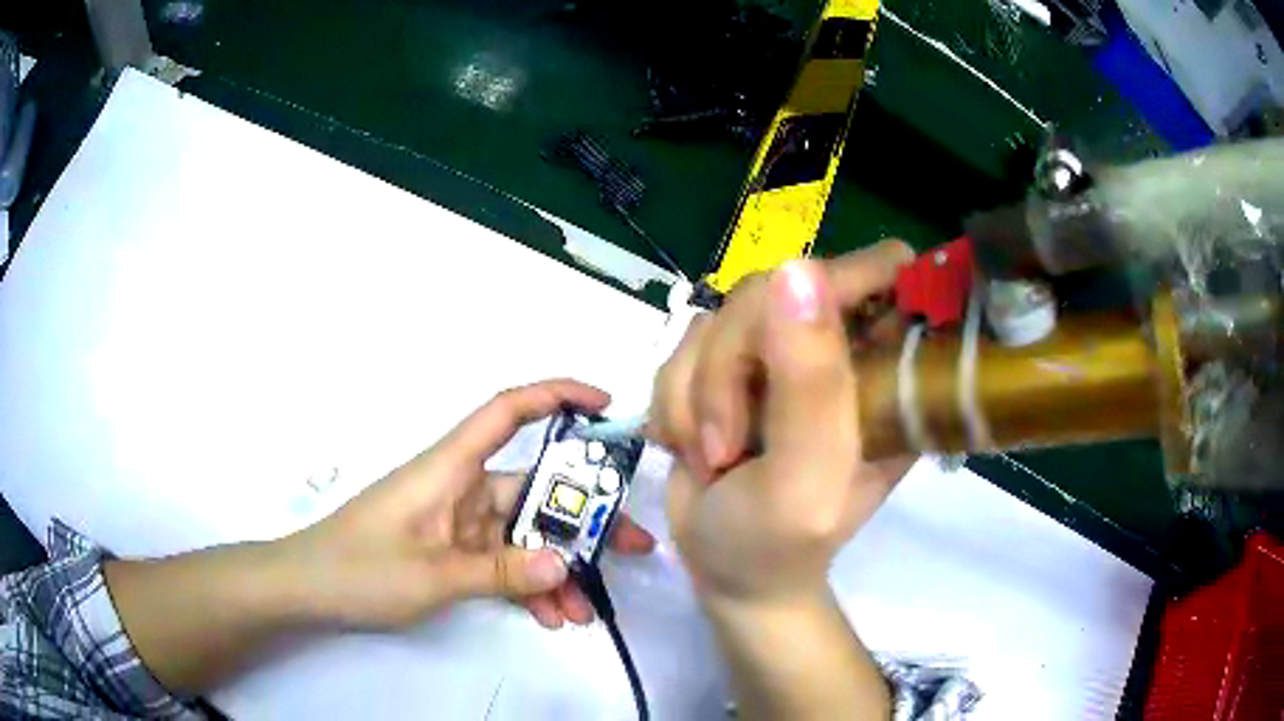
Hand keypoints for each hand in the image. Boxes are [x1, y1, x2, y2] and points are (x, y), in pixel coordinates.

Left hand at [278, 379, 655, 629]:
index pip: (507, 412)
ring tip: (584, 609)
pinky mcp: (452, 553)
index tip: (608, 406)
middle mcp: (461, 489)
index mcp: (450, 469)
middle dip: (583, 520)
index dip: (558, 396)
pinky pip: (502, 563)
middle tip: (633, 547)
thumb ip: (500, 572)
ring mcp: (458, 524)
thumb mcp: (432, 575)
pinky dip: (526, 586)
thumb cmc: (358, 567)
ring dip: (555, 569)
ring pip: (522, 536)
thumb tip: (566, 564)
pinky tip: (549, 616)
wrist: (306, 590)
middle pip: (533, 490)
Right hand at [652, 242, 915, 606]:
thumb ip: (811, 382)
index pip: (880, 274)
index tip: (794, 339)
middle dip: (728, 369)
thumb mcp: (806, 477)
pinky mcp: (728, 366)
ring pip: (715, 320)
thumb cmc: (780, 543)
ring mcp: (776, 355)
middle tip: (726, 444)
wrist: (726, 572)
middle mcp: (834, 349)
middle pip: (769, 290)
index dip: (844, 280)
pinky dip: (674, 402)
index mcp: (883, 370)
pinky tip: (690, 446)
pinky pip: (682, 347)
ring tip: (711, 457)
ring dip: (696, 396)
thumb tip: (797, 268)